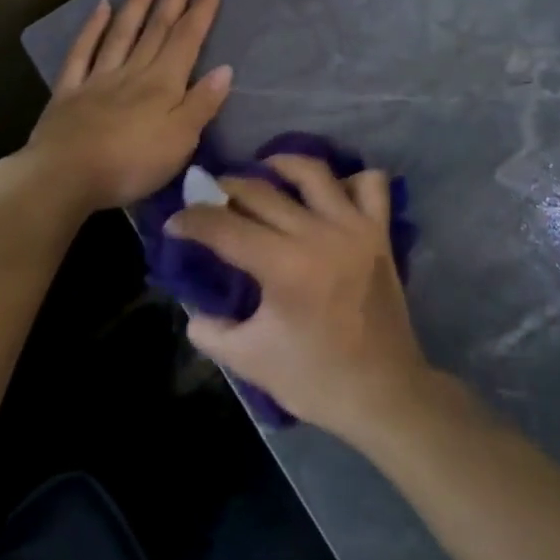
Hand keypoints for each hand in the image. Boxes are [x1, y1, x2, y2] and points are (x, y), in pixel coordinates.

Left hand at [27, 0, 231, 212]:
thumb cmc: (130, 164)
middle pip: (157, 28)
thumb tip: (224, 69)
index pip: (187, 39)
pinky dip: (93, 28)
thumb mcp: (180, 141)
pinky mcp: (69, 92)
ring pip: (123, 32)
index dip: (201, 10)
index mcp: (162, 84)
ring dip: (138, 1)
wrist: (64, 177)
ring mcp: (98, 78)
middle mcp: (133, 72)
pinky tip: (102, 8)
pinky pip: (83, 52)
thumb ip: (201, 104)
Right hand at [167, 154, 431, 443]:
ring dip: (281, 165)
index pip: (225, 228)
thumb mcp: (250, 361)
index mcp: (284, 267)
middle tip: (208, 196)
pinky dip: (348, 180)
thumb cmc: (316, 380)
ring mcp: (354, 228)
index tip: (174, 223)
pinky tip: (328, 194)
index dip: (193, 220)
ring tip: (262, 173)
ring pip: (313, 172)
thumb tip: (193, 307)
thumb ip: (212, 331)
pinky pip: (370, 184)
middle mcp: (319, 234)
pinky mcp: (380, 232)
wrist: (384, 394)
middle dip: (225, 188)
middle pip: (261, 192)